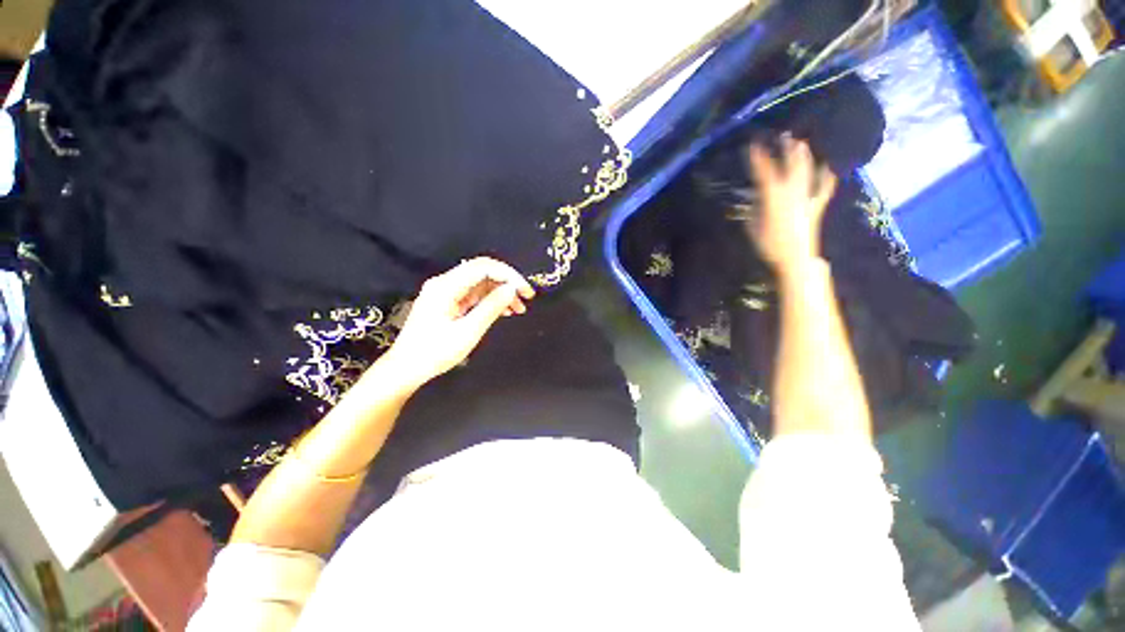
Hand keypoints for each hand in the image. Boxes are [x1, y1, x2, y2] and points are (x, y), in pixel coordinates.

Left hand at [379, 258, 534, 389]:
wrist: (406, 369)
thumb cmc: (435, 353)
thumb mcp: (468, 332)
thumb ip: (491, 307)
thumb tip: (511, 288)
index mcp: (446, 286)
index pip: (483, 267)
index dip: (508, 275)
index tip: (525, 290)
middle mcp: (445, 283)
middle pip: (482, 272)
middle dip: (507, 282)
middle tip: (526, 298)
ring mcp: (445, 292)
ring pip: (480, 283)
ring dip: (501, 293)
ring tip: (519, 309)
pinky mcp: (447, 302)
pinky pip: (473, 294)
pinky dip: (490, 301)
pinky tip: (504, 311)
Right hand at [744, 135, 836, 274]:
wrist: (795, 258)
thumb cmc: (769, 245)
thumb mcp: (753, 227)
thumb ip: (754, 209)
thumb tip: (755, 197)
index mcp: (774, 198)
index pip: (765, 173)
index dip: (759, 159)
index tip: (754, 145)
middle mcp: (792, 193)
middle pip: (791, 166)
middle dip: (787, 150)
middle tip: (785, 135)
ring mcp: (806, 198)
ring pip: (807, 172)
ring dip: (805, 157)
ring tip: (803, 144)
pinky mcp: (816, 206)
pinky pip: (823, 188)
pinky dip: (826, 177)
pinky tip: (830, 168)